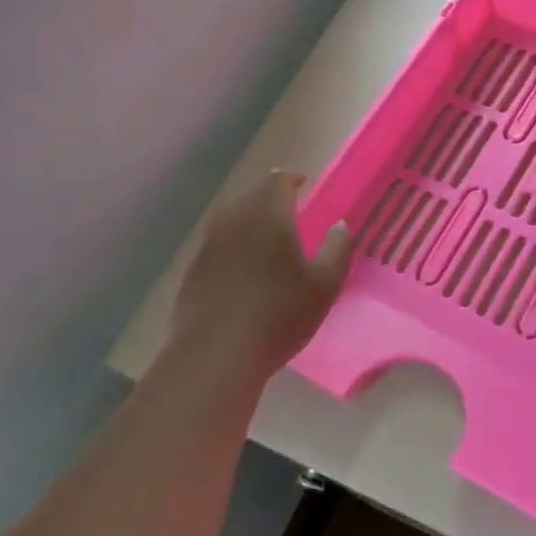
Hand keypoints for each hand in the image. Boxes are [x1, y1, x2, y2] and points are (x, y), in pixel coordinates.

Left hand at [163, 171, 352, 385]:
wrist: (216, 356)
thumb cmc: (279, 315)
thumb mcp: (325, 284)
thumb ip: (338, 248)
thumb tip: (340, 224)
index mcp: (268, 215)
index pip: (278, 181)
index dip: (293, 180)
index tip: (305, 185)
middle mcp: (235, 219)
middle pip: (253, 194)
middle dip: (272, 196)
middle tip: (291, 209)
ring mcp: (209, 244)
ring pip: (233, 217)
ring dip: (251, 218)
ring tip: (268, 236)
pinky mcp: (194, 268)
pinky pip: (219, 242)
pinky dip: (234, 243)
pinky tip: (244, 268)